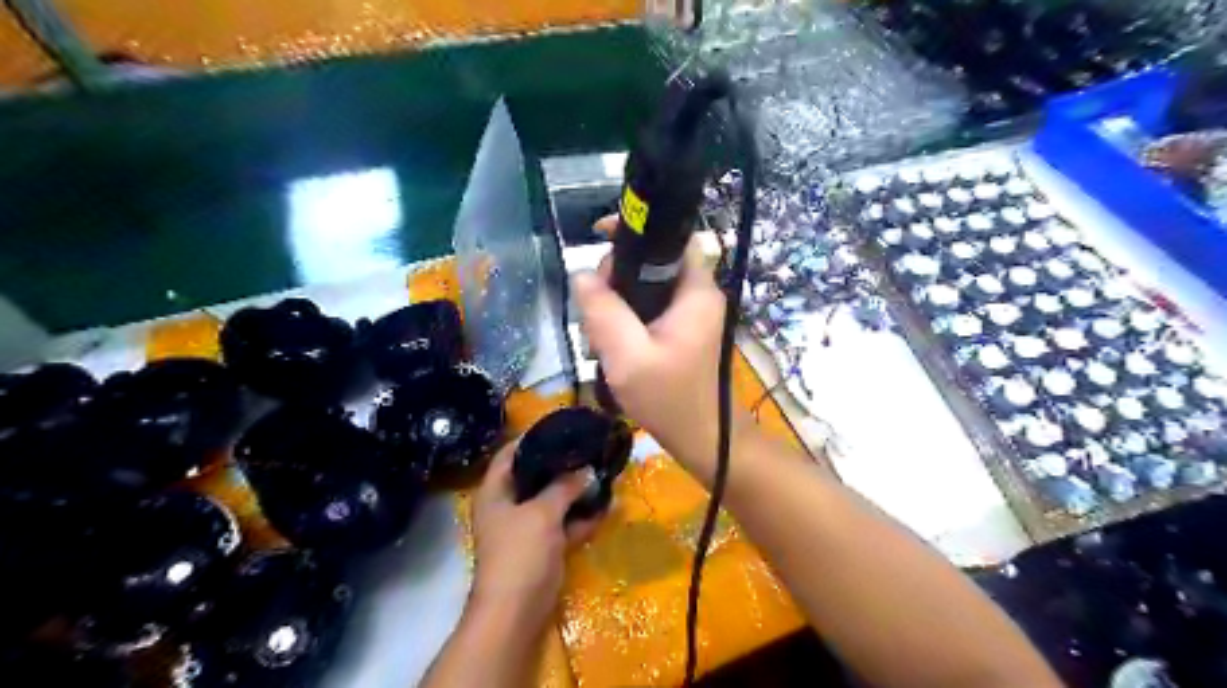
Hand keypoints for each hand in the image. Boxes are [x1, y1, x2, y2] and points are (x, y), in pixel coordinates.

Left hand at [470, 439, 603, 626]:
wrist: (515, 612)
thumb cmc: (520, 554)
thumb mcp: (542, 513)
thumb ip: (564, 487)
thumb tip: (585, 469)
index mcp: (495, 492)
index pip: (510, 454)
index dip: (531, 439)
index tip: (559, 428)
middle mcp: (507, 506)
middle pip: (533, 476)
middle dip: (560, 465)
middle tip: (586, 449)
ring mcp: (525, 528)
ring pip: (551, 501)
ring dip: (574, 492)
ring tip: (600, 473)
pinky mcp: (541, 547)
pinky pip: (562, 525)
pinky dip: (580, 518)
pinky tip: (605, 507)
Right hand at [573, 217, 732, 481]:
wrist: (702, 440)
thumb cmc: (670, 400)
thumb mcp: (628, 358)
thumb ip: (604, 313)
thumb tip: (582, 275)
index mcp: (696, 292)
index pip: (671, 238)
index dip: (636, 231)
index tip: (598, 235)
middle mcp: (697, 295)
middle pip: (652, 262)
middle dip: (616, 277)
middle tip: (594, 310)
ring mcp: (690, 314)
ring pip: (645, 287)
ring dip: (616, 303)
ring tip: (599, 335)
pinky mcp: (681, 331)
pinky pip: (647, 309)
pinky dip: (625, 319)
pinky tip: (610, 345)